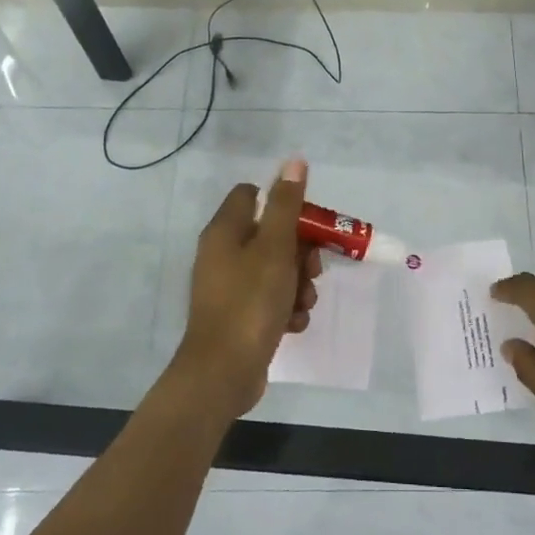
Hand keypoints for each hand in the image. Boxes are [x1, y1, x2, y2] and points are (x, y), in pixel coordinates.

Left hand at [173, 158, 321, 419]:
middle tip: (311, 270)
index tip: (307, 223)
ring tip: (303, 303)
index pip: (252, 194)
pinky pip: (270, 299)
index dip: (282, 203)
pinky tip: (294, 323)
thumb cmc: (250, 303)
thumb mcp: (275, 248)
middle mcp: (223, 254)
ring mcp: (229, 287)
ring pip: (276, 269)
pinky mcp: (238, 315)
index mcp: (225, 231)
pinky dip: (286, 308)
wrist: (223, 374)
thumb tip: (294, 161)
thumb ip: (286, 204)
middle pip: (270, 234)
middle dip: (299, 252)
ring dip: (297, 283)